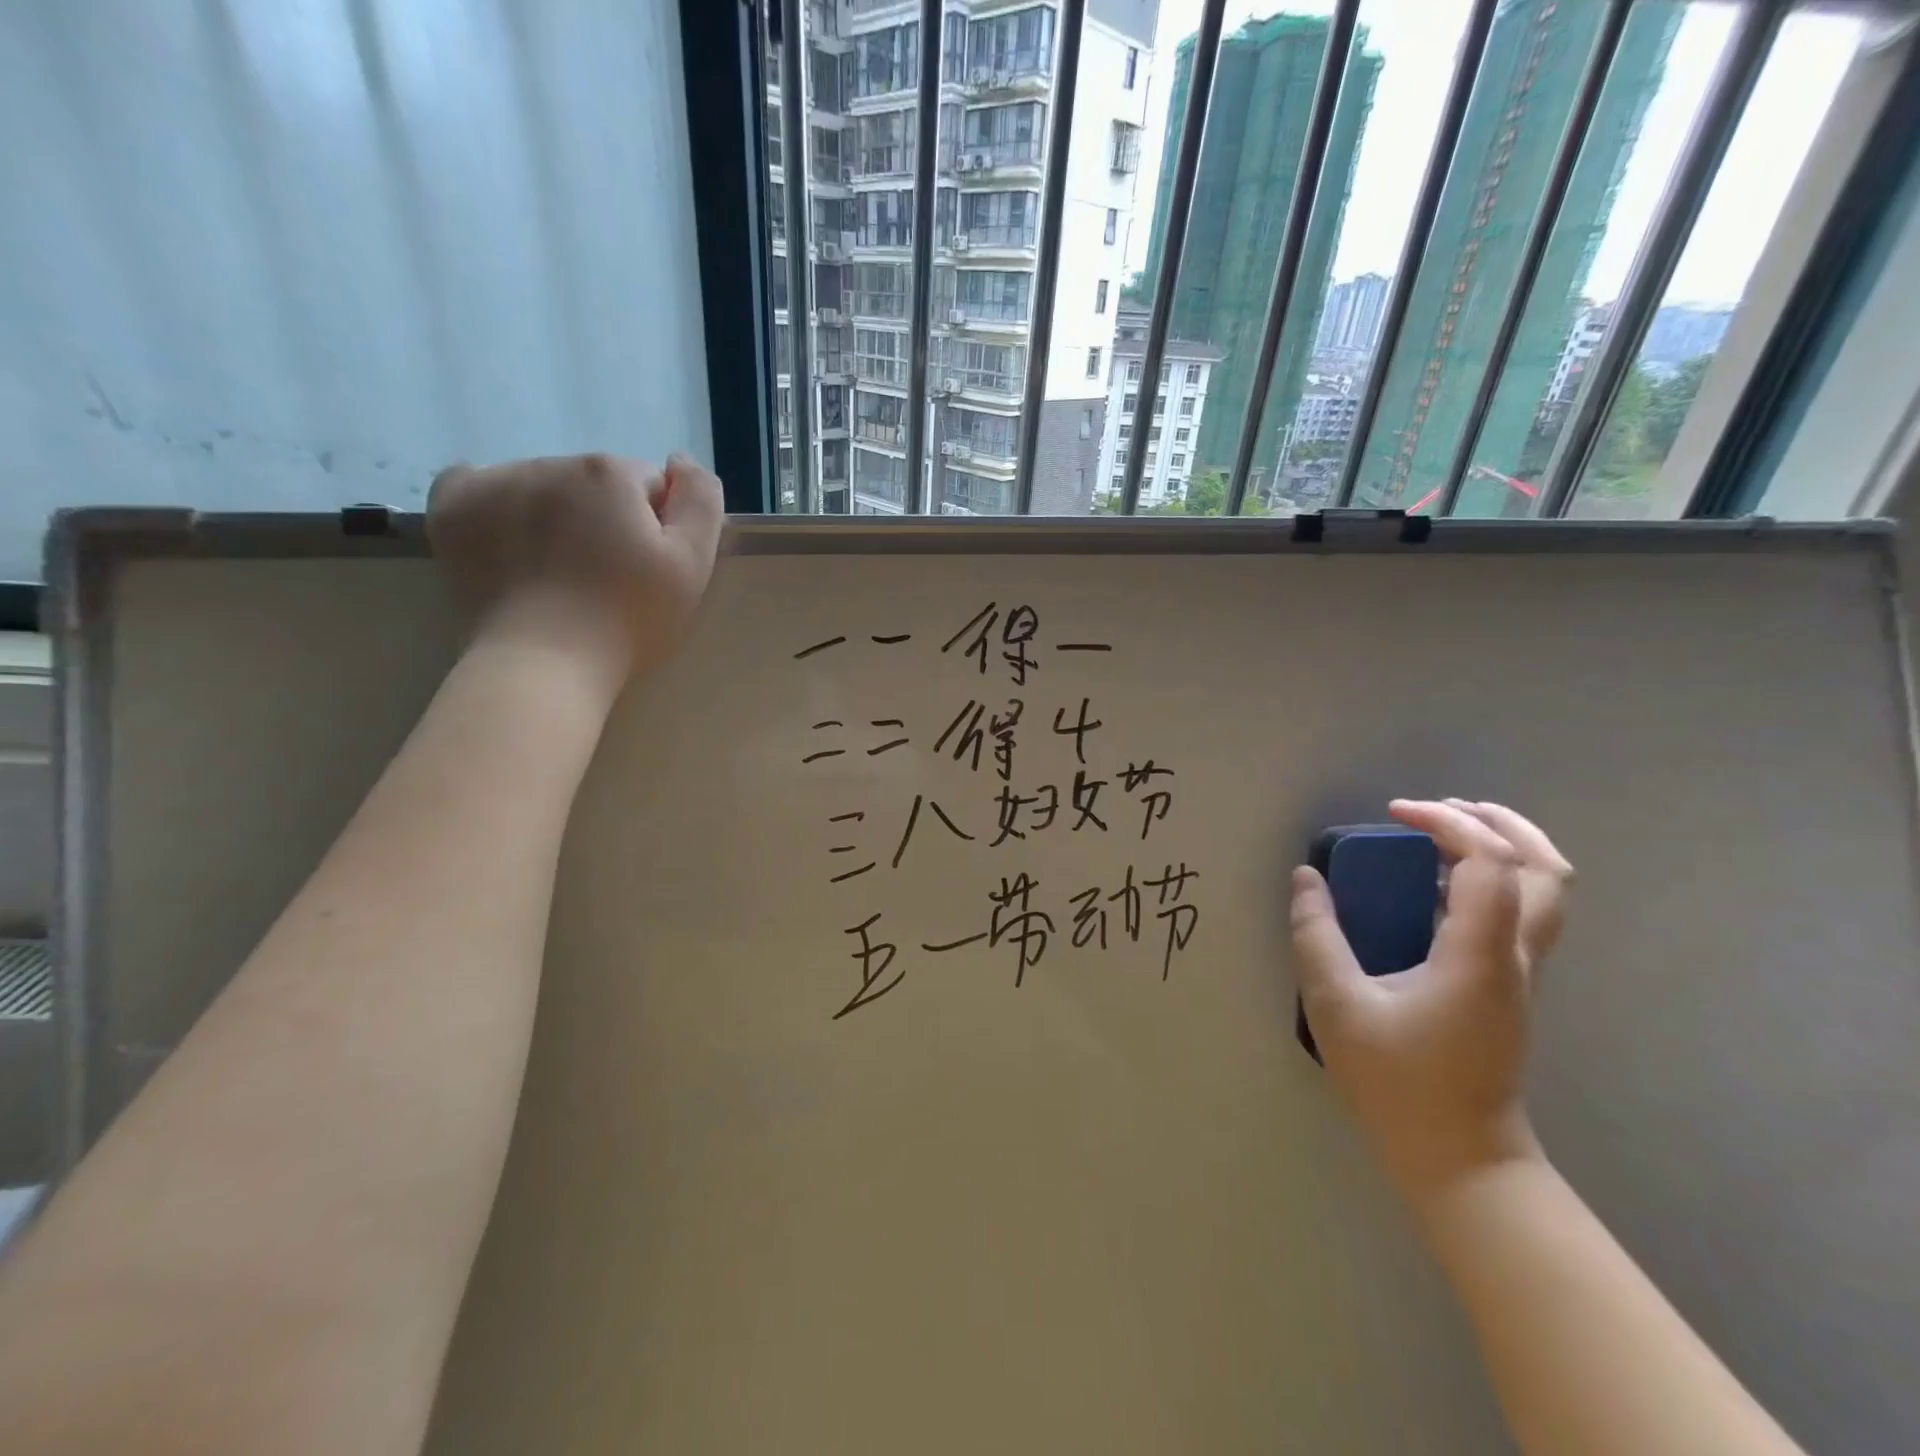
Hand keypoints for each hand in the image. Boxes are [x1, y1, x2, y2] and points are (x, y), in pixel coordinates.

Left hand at [427, 452, 724, 687]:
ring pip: (543, 487)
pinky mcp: (452, 508)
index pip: (648, 485)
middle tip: (605, 579)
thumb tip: (678, 461)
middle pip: (594, 484)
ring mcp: (494, 482)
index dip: (655, 528)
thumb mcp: (692, 565)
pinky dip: (498, 507)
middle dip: (604, 519)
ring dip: (555, 516)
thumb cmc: (629, 620)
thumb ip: (700, 501)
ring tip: (557, 574)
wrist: (544, 665)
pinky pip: (480, 486)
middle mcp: (549, 463)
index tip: (647, 570)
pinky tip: (511, 543)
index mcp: (609, 473)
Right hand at [1289, 800, 1573, 1206]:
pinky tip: (1435, 888)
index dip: (1448, 823)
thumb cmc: (1397, 1082)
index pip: (1489, 863)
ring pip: (1544, 891)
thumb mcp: (1337, 1005)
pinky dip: (1489, 879)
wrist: (1461, 1160)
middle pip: (1547, 869)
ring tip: (1440, 835)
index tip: (1393, 814)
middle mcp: (1514, 957)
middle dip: (1499, 823)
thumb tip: (1307, 878)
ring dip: (1502, 847)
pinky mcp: (1509, 988)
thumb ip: (1316, 934)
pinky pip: (1519, 913)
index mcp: (1479, 955)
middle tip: (1438, 810)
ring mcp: (1519, 974)